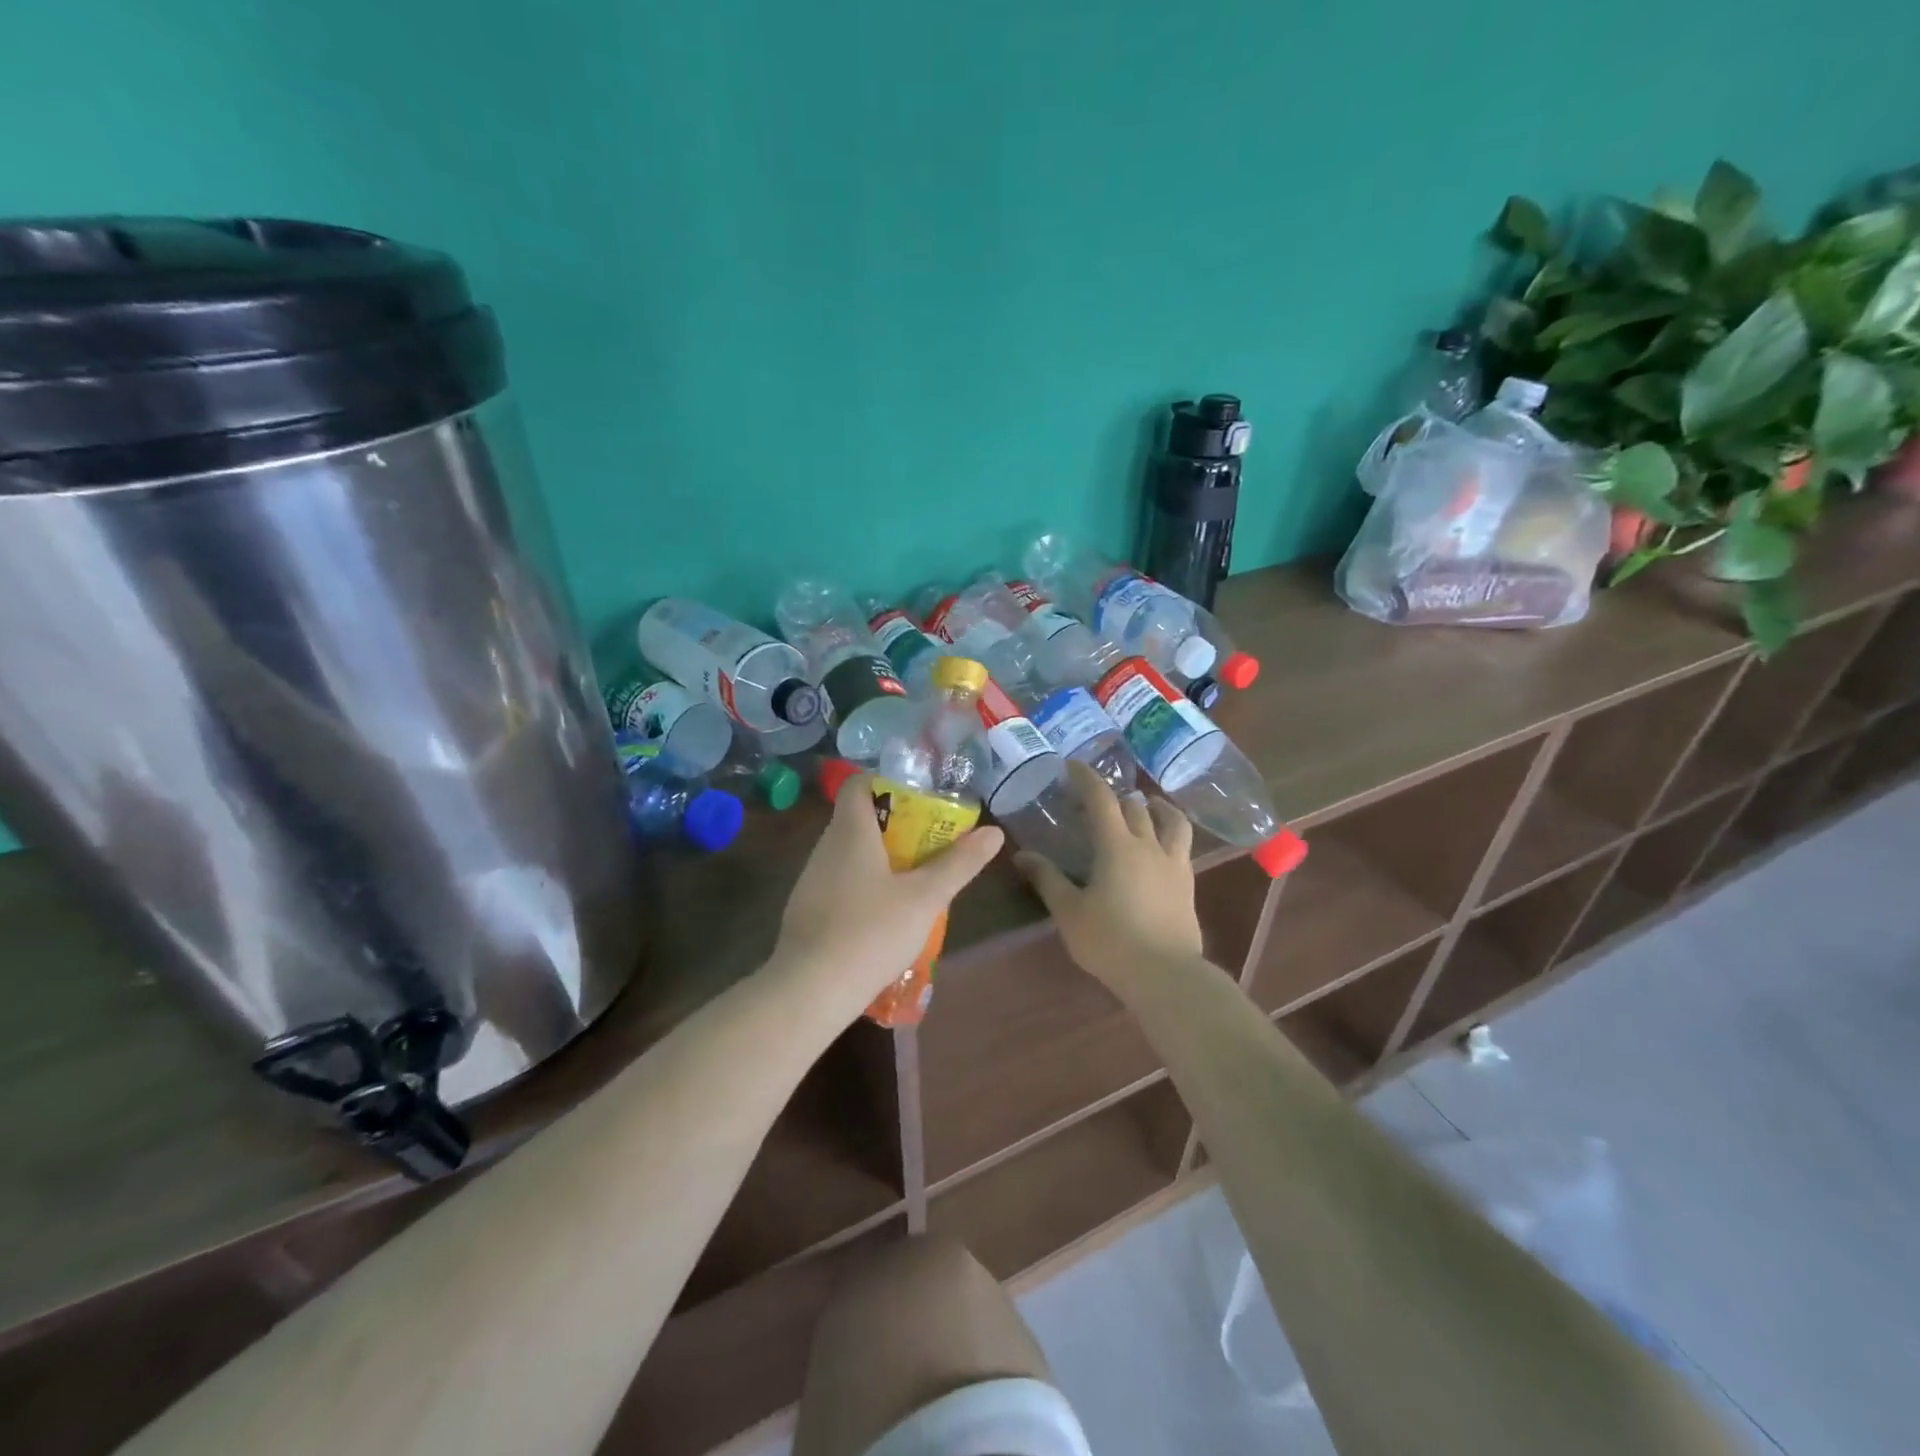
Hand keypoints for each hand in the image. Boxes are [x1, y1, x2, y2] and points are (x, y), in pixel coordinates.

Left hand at [772, 773, 1004, 1016]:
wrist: (810, 990)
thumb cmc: (871, 932)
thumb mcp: (925, 898)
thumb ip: (959, 864)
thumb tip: (993, 832)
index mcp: (850, 831)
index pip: (859, 784)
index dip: (886, 782)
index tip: (918, 797)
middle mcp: (825, 847)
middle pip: (857, 818)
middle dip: (894, 824)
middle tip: (928, 841)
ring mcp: (811, 879)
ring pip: (848, 853)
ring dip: (879, 857)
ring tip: (913, 878)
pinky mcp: (806, 909)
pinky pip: (838, 882)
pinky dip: (862, 885)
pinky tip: (883, 915)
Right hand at [1013, 761, 1202, 988]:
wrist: (1165, 974)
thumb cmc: (1110, 941)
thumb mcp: (1069, 911)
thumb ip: (1047, 879)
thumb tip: (1022, 855)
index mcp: (1117, 846)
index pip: (1102, 798)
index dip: (1087, 777)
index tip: (1072, 765)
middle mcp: (1148, 845)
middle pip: (1135, 806)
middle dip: (1115, 795)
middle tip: (1097, 799)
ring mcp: (1173, 863)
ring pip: (1170, 820)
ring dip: (1155, 807)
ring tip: (1145, 806)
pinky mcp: (1187, 883)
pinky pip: (1181, 845)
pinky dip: (1170, 832)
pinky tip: (1161, 844)